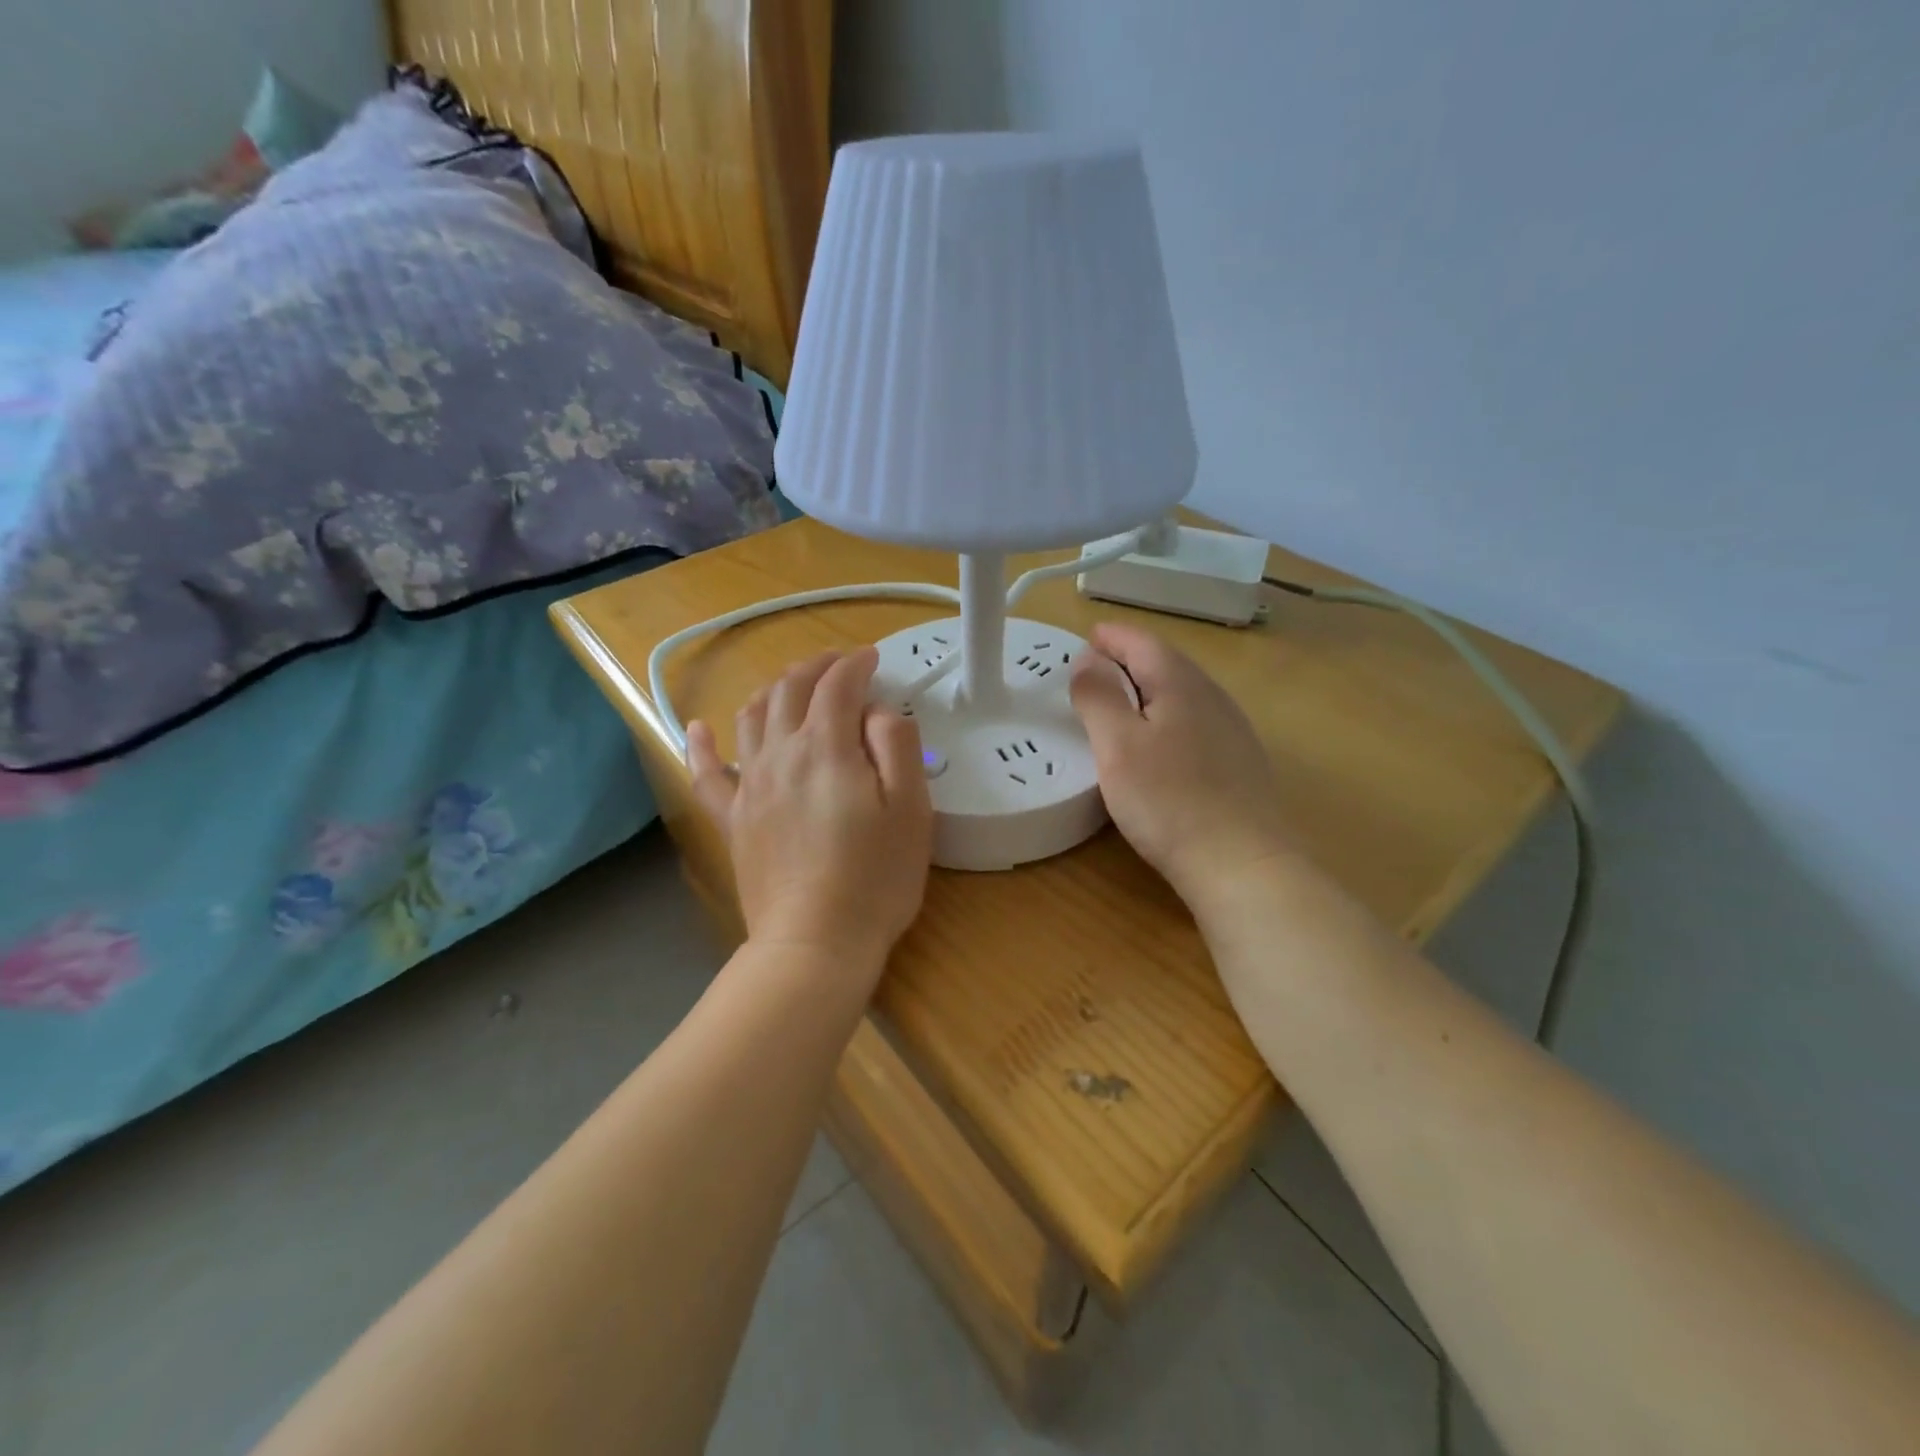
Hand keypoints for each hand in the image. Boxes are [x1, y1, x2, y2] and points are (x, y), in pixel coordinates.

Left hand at [687, 648, 932, 972]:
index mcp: (827, 747)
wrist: (815, 942)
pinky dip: (701, 745)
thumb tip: (877, 711)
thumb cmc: (876, 877)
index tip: (873, 658)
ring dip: (774, 689)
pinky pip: (707, 773)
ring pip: (752, 717)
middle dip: (816, 667)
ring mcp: (750, 785)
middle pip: (791, 690)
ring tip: (793, 685)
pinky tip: (696, 727)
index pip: (838, 685)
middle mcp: (780, 753)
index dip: (856, 664)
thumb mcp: (911, 808)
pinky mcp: (733, 819)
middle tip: (840, 664)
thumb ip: (897, 745)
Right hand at [1070, 623, 1293, 905]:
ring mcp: (1232, 730)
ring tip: (1120, 701)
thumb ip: (1099, 696)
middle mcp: (1213, 697)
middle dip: (1129, 659)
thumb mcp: (1118, 745)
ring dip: (1149, 688)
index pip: (1142, 643)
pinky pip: (1195, 722)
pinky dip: (1167, 717)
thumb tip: (1088, 657)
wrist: (1242, 864)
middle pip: (1166, 663)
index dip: (1112, 637)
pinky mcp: (1239, 763)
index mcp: (1181, 684)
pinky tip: (1159, 743)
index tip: (1086, 637)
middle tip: (1096, 668)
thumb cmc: (1169, 800)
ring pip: (1183, 693)